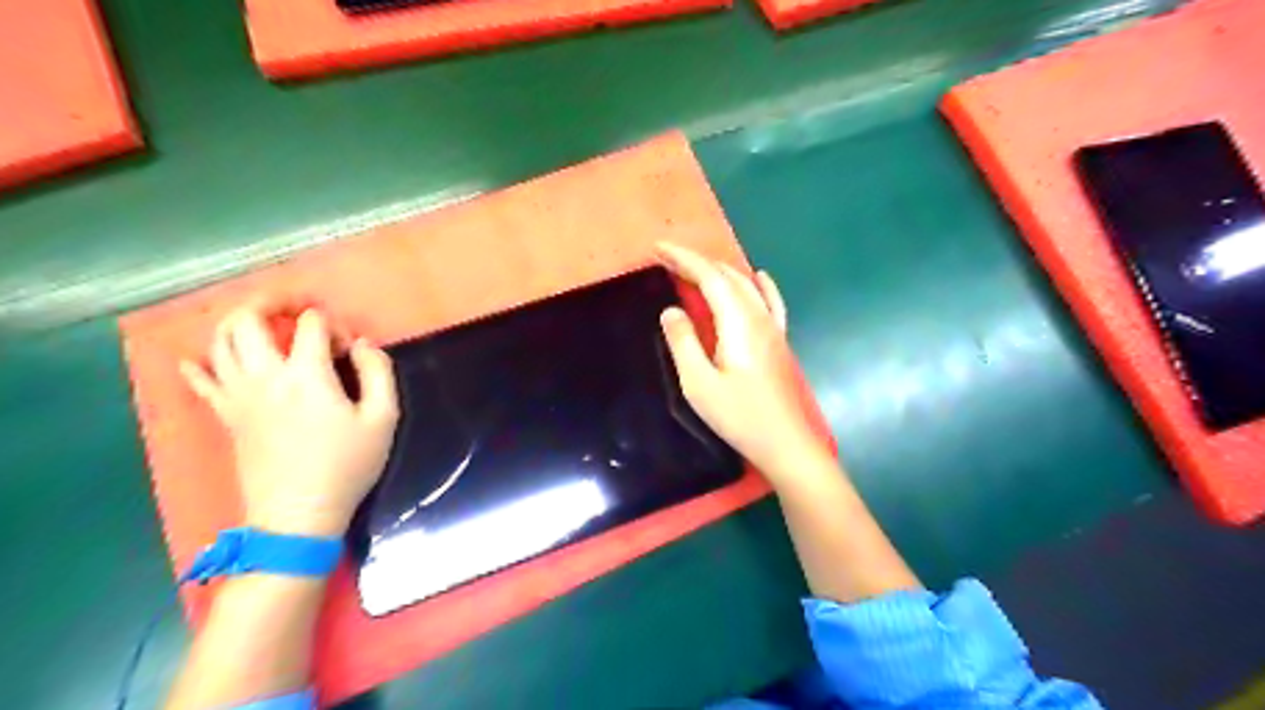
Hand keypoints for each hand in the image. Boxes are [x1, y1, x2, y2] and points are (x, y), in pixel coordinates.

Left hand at [181, 302, 395, 534]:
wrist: (299, 514)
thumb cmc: (348, 465)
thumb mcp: (383, 418)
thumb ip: (378, 372)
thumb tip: (362, 345)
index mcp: (306, 374)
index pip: (311, 324)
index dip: (333, 325)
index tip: (351, 349)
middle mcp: (264, 375)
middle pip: (248, 319)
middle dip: (271, 302)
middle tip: (293, 306)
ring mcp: (238, 395)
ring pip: (220, 342)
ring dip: (238, 323)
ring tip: (262, 323)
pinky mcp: (227, 416)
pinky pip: (201, 382)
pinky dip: (197, 365)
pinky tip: (197, 359)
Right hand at [658, 245, 825, 481]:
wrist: (785, 442)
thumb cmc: (739, 416)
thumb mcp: (699, 384)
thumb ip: (683, 343)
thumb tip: (671, 310)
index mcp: (737, 323)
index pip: (710, 277)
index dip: (684, 259)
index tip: (658, 250)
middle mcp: (758, 317)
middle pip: (728, 276)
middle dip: (697, 262)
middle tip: (667, 260)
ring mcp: (772, 328)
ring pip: (746, 286)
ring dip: (720, 272)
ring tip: (695, 269)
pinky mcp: (778, 342)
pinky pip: (771, 302)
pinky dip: (761, 285)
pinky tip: (760, 277)